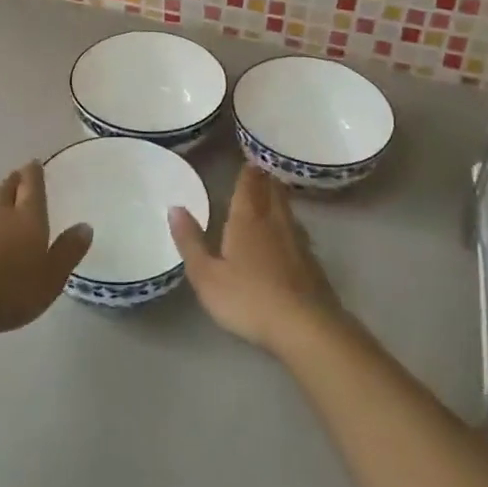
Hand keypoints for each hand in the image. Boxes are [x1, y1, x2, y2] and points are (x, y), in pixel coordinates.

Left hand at [0, 163, 93, 337]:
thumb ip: (68, 252)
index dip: (34, 173)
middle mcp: (1, 215)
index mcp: (28, 217)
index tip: (34, 163)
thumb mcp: (51, 277)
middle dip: (14, 181)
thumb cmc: (10, 288)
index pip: (32, 186)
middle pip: (7, 190)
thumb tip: (85, 226)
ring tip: (3, 202)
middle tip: (18, 175)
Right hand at [170, 166, 345, 355]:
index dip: (248, 172)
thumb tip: (174, 207)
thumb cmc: (248, 299)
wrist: (305, 326)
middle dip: (265, 179)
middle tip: (261, 169)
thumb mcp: (207, 275)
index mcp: (247, 220)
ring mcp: (298, 242)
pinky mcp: (312, 263)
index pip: (248, 186)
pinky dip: (290, 224)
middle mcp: (274, 222)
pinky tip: (290, 234)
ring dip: (280, 198)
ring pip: (288, 210)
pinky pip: (298, 232)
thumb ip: (190, 241)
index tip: (248, 159)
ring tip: (274, 192)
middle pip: (272, 192)